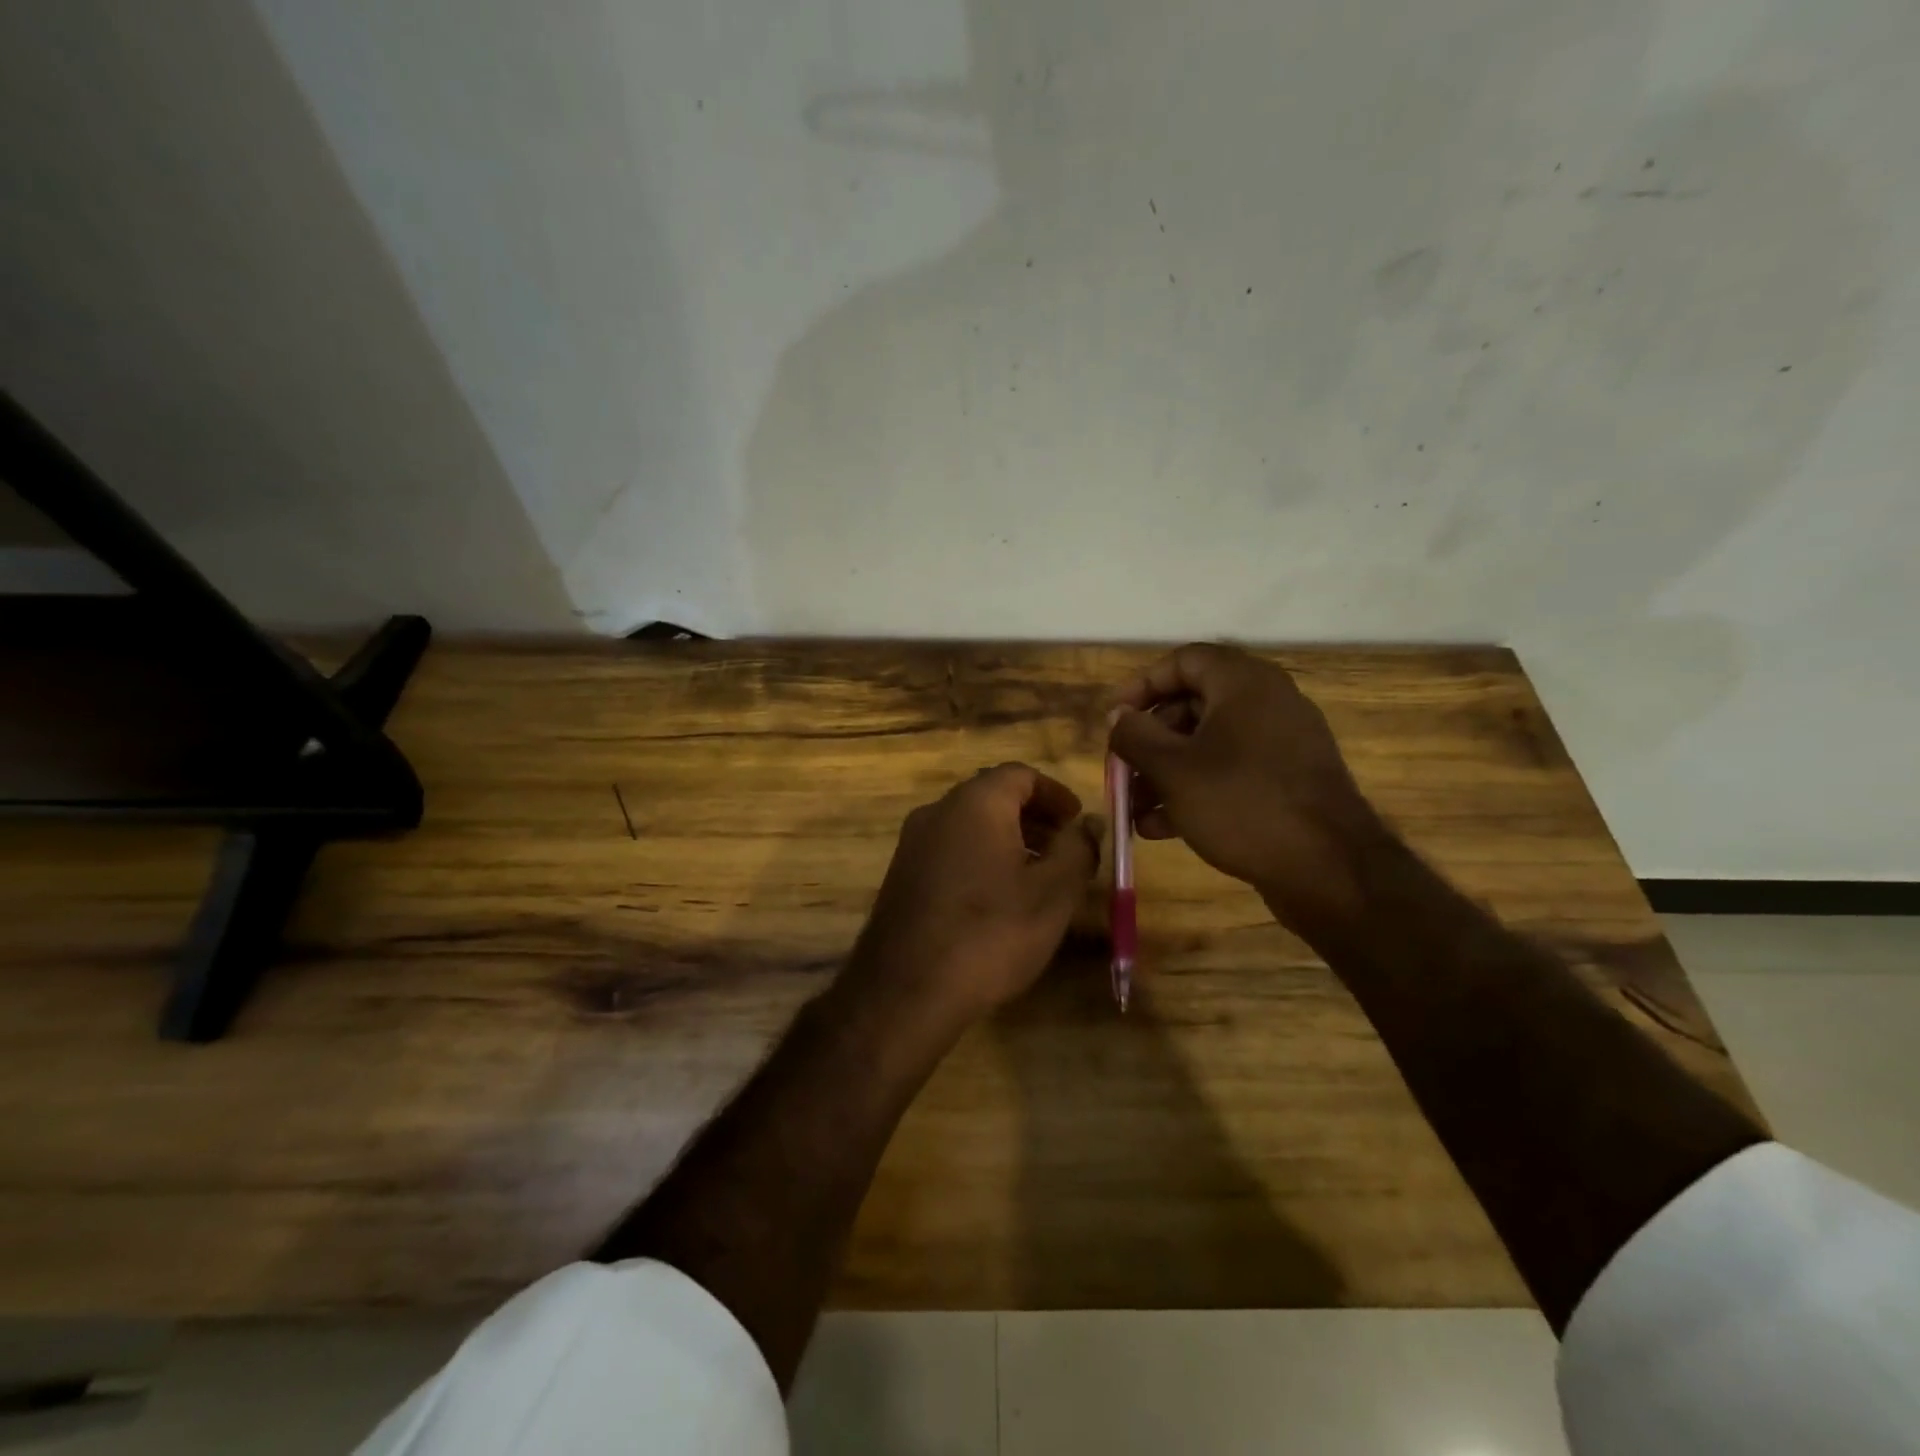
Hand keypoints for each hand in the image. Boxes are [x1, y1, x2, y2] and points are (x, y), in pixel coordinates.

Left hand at [840, 764, 1101, 1038]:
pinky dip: (979, 858)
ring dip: (1007, 839)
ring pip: (969, 825)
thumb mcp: (1052, 893)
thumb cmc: (990, 933)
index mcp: (975, 803)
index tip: (1079, 822)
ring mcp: (912, 844)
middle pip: (992, 796)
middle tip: (1064, 849)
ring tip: (1037, 877)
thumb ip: (1078, 849)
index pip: (1020, 774)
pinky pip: (949, 850)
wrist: (905, 991)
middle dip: (1033, 817)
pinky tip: (996, 899)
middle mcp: (937, 811)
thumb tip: (1090, 823)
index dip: (1055, 794)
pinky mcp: (901, 875)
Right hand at [1108, 644, 1386, 929]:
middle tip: (1121, 771)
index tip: (1114, 719)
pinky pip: (1230, 772)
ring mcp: (1281, 744)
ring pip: (1207, 745)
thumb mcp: (1173, 769)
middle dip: (1149, 742)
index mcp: (1244, 683)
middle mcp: (1267, 703)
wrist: (1329, 870)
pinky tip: (1161, 828)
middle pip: (1192, 706)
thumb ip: (1135, 736)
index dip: (1142, 685)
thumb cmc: (1242, 804)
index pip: (1183, 661)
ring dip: (1164, 774)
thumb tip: (1118, 716)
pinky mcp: (1287, 782)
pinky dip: (1195, 791)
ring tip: (1134, 811)